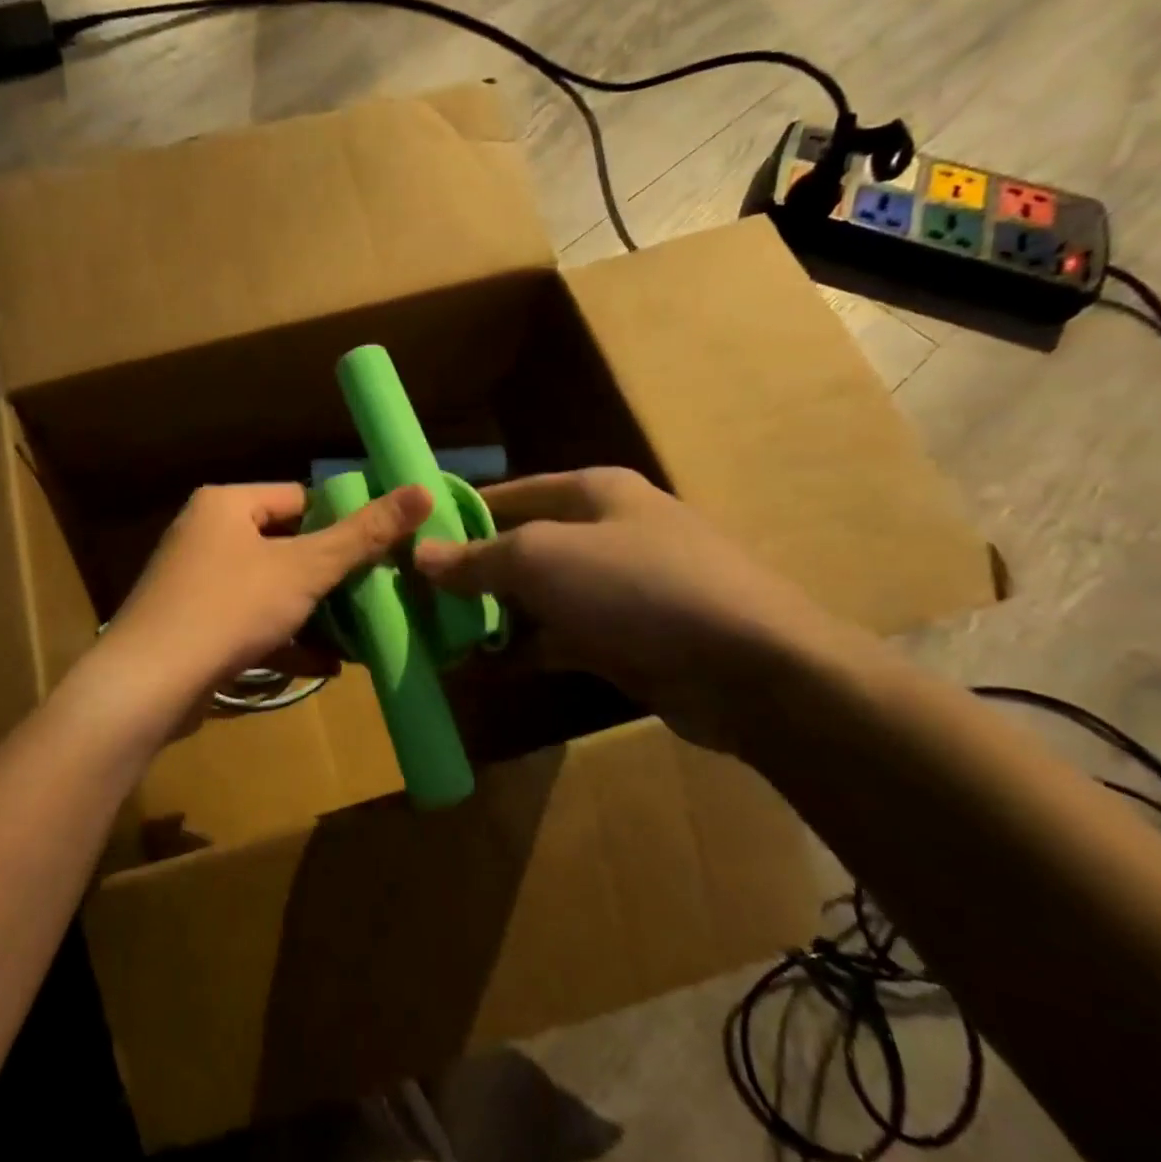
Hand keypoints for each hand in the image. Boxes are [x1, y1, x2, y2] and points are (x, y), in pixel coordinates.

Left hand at [101, 481, 433, 716]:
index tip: (381, 549)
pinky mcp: (193, 625)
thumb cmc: (229, 609)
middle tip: (377, 594)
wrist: (147, 686)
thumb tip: (422, 490)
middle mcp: (206, 534)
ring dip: (313, 613)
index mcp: (226, 504)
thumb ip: (363, 534)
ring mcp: (196, 583)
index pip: (299, 498)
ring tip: (360, 634)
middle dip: (331, 577)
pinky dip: (285, 640)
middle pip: (286, 546)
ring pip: (271, 589)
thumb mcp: (304, 569)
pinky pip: (250, 622)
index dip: (343, 521)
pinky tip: (326, 665)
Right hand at [413, 468, 841, 750]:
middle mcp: (606, 532)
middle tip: (414, 598)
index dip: (458, 515)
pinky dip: (523, 650)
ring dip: (492, 616)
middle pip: (520, 546)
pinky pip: (559, 637)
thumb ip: (478, 558)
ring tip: (436, 636)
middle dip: (469, 572)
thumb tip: (419, 556)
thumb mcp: (543, 559)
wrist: (749, 669)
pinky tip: (480, 667)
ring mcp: (619, 589)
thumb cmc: (637, 587)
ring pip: (537, 597)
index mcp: (592, 493)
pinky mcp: (627, 639)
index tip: (410, 540)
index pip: (508, 494)